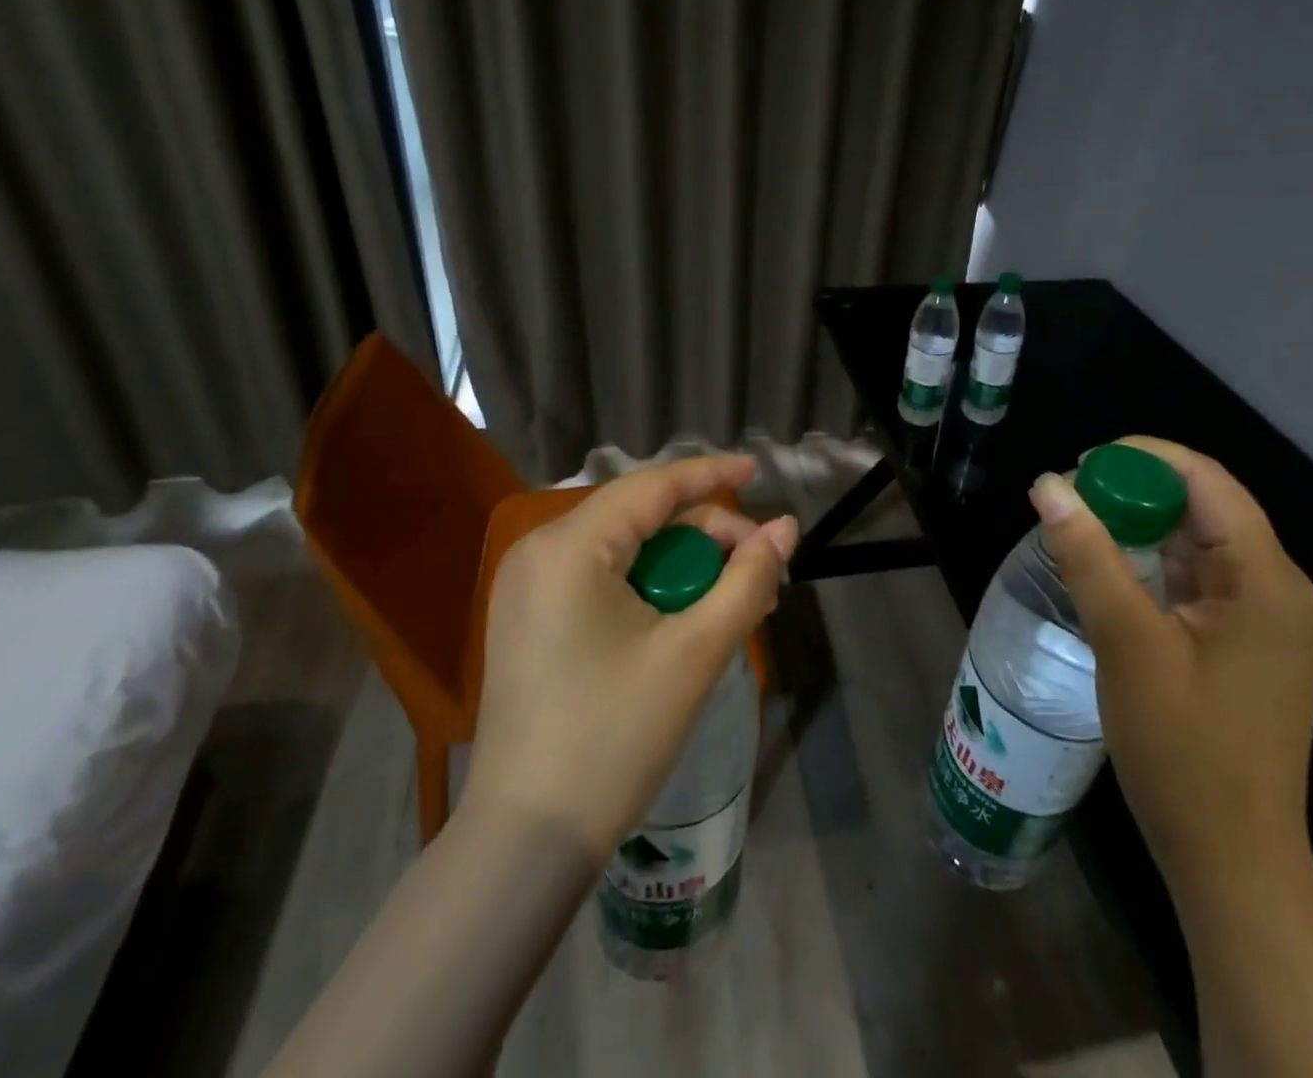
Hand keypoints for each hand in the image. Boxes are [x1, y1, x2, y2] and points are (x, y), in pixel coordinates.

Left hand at [459, 455, 797, 859]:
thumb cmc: (614, 736)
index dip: (711, 475)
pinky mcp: (529, 623)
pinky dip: (649, 591)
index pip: (653, 487)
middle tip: (759, 571)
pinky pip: (601, 582)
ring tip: (734, 604)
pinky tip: (687, 621)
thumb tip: (786, 528)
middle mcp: (540, 554)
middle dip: (705, 538)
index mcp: (570, 547)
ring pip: (624, 552)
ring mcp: (527, 590)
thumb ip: (748, 579)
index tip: (758, 471)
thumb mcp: (695, 652)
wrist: (526, 841)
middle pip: (640, 519)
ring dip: (682, 569)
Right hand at [1030, 437, 1312, 896]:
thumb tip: (1048, 484)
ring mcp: (1268, 620)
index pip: (1208, 482)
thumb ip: (1088, 556)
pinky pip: (1200, 579)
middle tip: (1069, 496)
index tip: (1080, 463)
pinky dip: (1155, 562)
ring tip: (1080, 524)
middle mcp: (1280, 590)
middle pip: (1206, 507)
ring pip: (1201, 543)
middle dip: (1137, 491)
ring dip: (1142, 526)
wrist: (1230, 859)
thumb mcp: (1127, 643)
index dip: (1143, 458)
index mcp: (1267, 581)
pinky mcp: (1250, 644)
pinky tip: (1112, 568)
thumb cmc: (1182, 750)